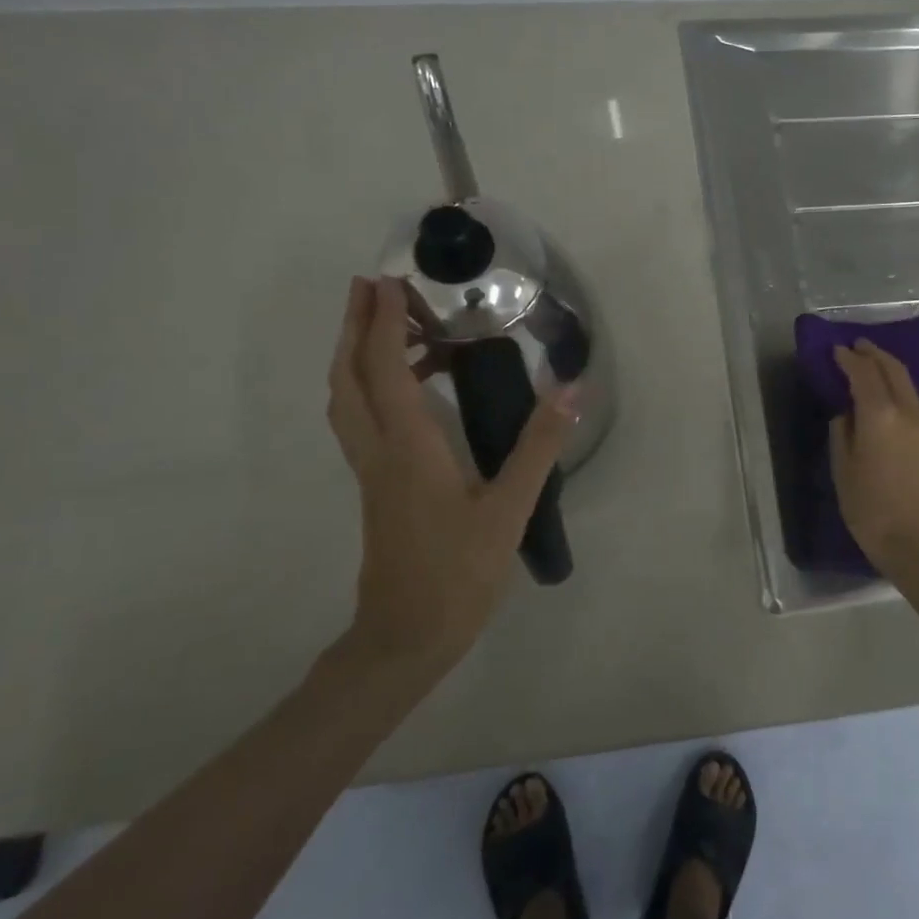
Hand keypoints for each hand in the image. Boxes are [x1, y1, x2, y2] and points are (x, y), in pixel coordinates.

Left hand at [327, 276, 574, 685]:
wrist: (406, 636)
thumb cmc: (459, 572)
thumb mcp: (509, 508)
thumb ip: (540, 446)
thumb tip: (570, 389)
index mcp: (407, 448)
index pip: (384, 369)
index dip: (382, 322)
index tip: (389, 282)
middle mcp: (378, 450)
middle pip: (348, 377)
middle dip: (354, 327)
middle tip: (370, 289)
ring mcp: (372, 471)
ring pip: (348, 400)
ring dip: (359, 356)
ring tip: (394, 329)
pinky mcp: (377, 487)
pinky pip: (363, 421)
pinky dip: (373, 388)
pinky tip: (412, 393)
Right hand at [829, 340, 918, 593]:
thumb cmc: (872, 512)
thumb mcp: (843, 472)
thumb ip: (842, 434)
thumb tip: (846, 413)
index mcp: (879, 415)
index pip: (863, 373)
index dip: (848, 358)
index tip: (835, 350)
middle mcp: (908, 411)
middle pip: (892, 369)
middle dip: (873, 354)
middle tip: (856, 347)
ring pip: (914, 382)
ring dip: (895, 368)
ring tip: (880, 368)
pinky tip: (910, 399)